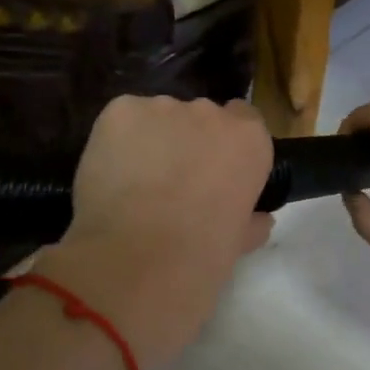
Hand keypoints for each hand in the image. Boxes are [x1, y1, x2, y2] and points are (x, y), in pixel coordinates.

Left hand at [34, 96, 273, 369]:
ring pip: (158, 119)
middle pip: (200, 117)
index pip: (245, 120)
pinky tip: (112, 175)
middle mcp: (210, 113)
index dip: (226, 146)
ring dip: (152, 142)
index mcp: (249, 141)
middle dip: (188, 143)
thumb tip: (257, 219)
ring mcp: (162, 108)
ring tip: (135, 184)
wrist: (138, 261)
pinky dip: (117, 143)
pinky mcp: (119, 111)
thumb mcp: (239, 243)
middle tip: (173, 185)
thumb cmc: (201, 258)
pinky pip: (122, 121)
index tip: (214, 172)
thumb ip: (251, 221)